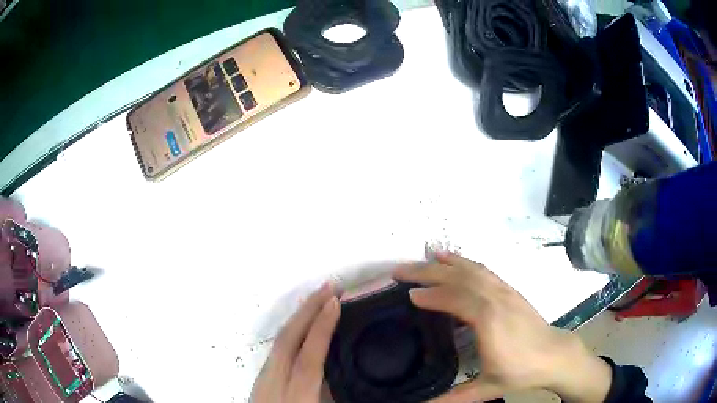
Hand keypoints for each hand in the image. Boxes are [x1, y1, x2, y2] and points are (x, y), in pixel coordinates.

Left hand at [251, 283, 340, 402]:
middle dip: (308, 309)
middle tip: (330, 286)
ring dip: (299, 316)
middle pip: (288, 339)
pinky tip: (300, 326)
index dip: (322, 328)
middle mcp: (274, 381)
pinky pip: (276, 348)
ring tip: (318, 299)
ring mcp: (263, 377)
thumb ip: (333, 392)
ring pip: (279, 341)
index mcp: (296, 394)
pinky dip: (291, 330)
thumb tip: (347, 368)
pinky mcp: (260, 378)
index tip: (335, 301)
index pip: (308, 356)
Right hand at [394, 252, 611, 402]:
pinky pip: (484, 271)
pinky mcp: (510, 290)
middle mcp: (495, 299)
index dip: (430, 295)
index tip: (406, 295)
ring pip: (471, 270)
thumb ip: (450, 399)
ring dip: (445, 263)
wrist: (555, 356)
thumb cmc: (521, 372)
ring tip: (424, 257)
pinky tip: (455, 260)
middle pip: (458, 278)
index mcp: (489, 321)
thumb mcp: (485, 389)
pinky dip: (465, 262)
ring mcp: (504, 291)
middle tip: (400, 271)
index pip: (454, 299)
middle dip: (428, 272)